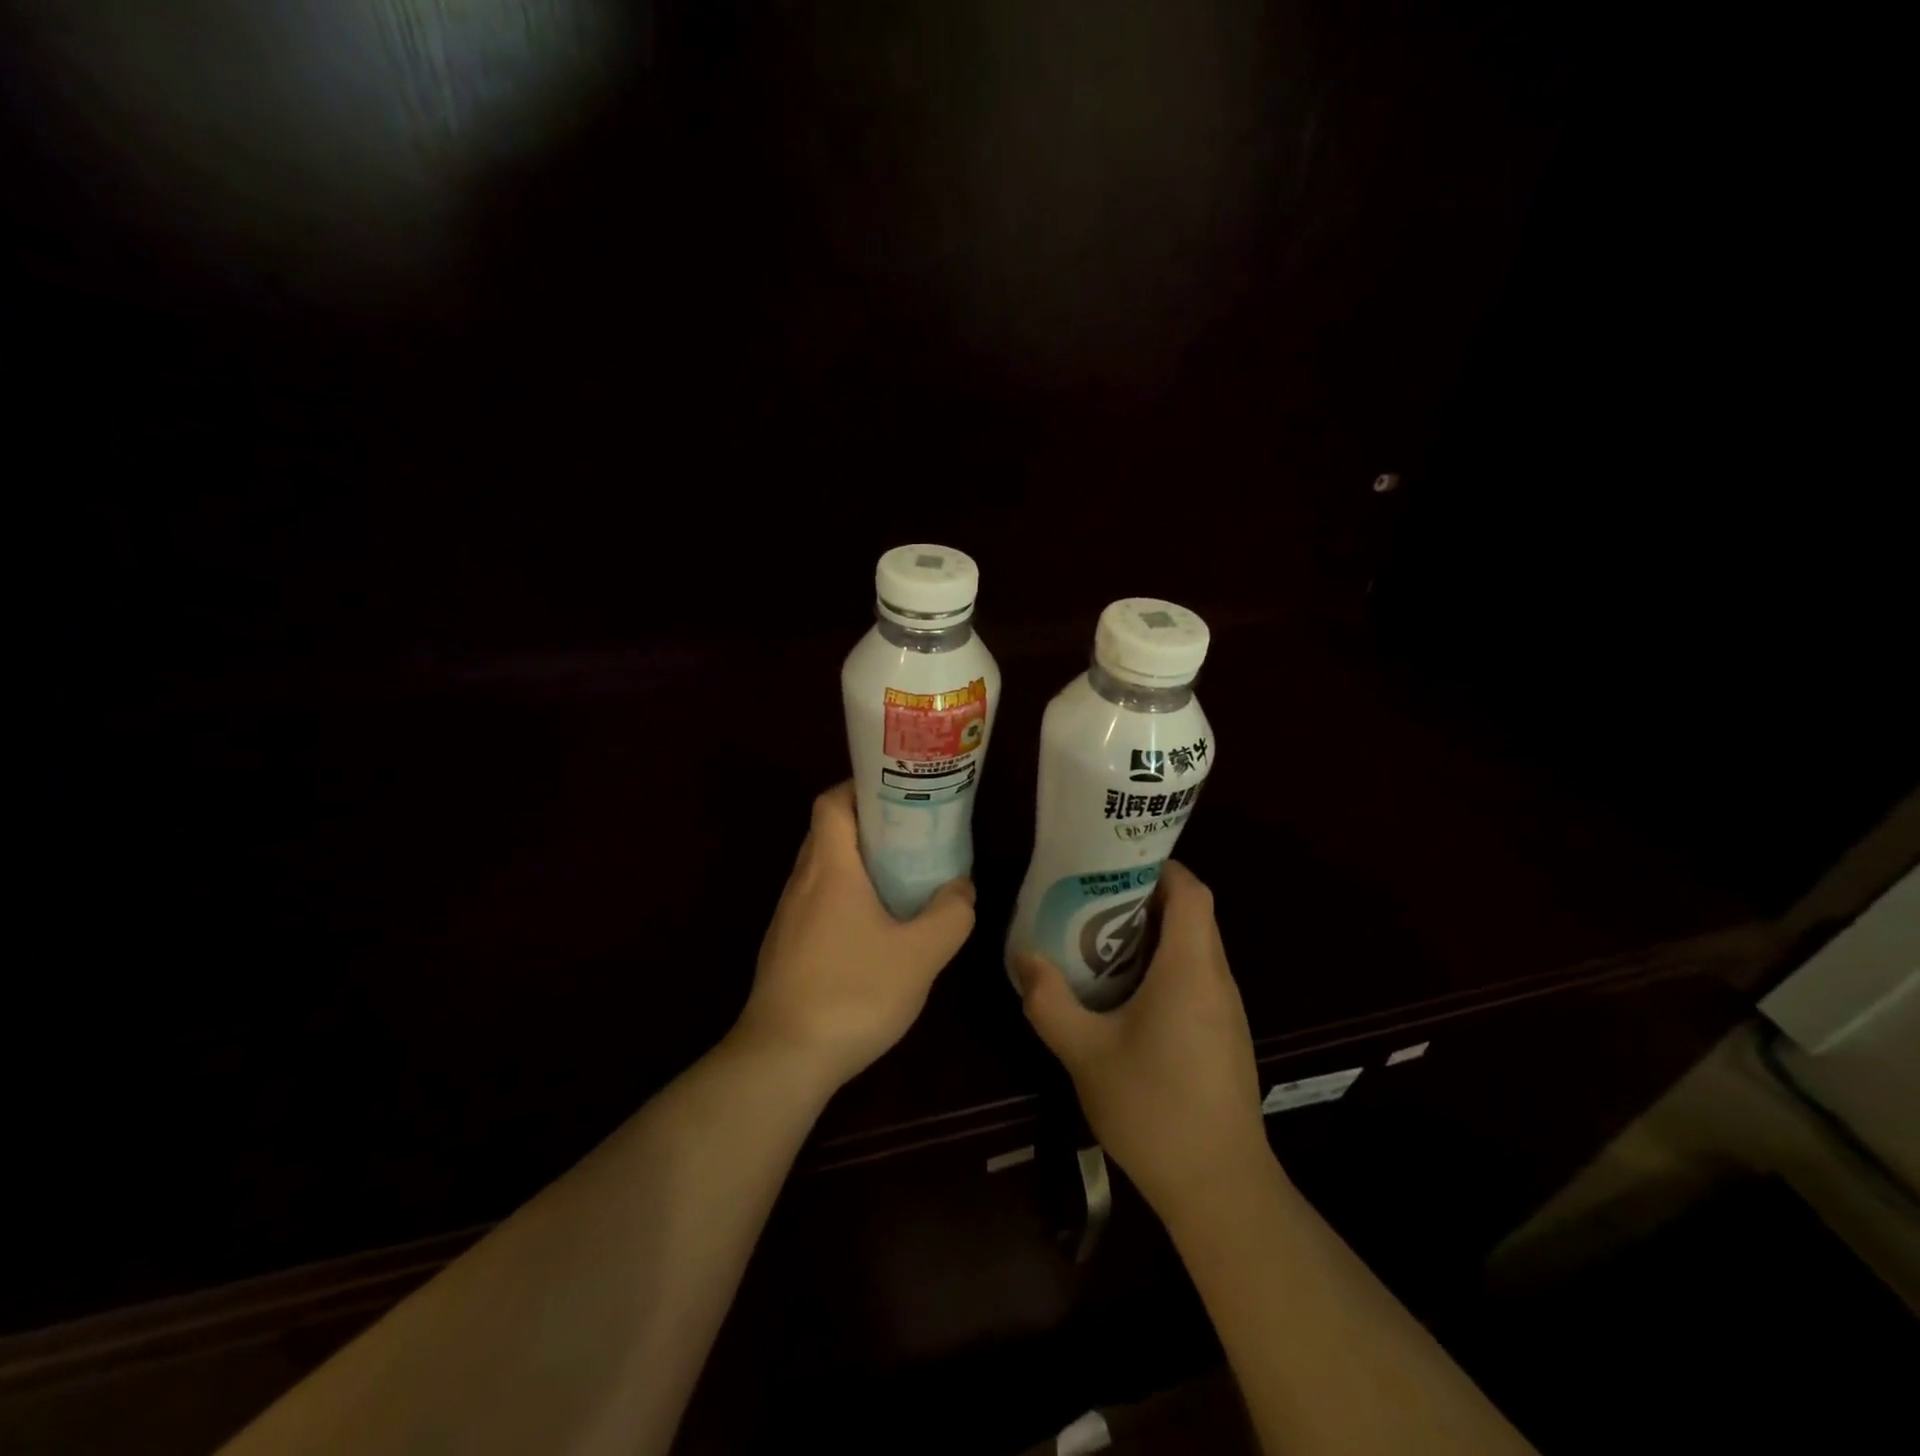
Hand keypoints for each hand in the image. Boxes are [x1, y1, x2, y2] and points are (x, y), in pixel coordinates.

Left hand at [733, 782, 975, 1096]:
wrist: (783, 1059)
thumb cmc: (853, 992)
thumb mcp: (921, 955)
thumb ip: (950, 915)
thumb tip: (961, 888)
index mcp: (830, 868)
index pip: (832, 802)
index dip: (861, 788)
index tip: (898, 793)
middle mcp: (802, 882)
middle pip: (829, 832)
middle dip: (869, 825)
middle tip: (913, 834)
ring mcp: (788, 917)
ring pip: (823, 870)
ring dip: (858, 864)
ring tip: (901, 878)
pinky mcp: (785, 948)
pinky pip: (817, 902)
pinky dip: (845, 897)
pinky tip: (875, 929)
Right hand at [1014, 861, 1268, 1218]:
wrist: (1219, 1188)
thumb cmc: (1153, 1108)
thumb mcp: (1084, 1052)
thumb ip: (1049, 1001)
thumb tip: (1023, 956)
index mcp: (1190, 969)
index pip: (1191, 891)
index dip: (1159, 866)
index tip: (1114, 864)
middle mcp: (1216, 979)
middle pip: (1192, 915)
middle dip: (1144, 898)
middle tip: (1091, 899)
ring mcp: (1226, 1010)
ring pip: (1194, 948)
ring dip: (1153, 935)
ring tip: (1098, 940)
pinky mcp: (1225, 1036)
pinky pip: (1196, 979)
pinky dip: (1164, 968)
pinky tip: (1125, 995)